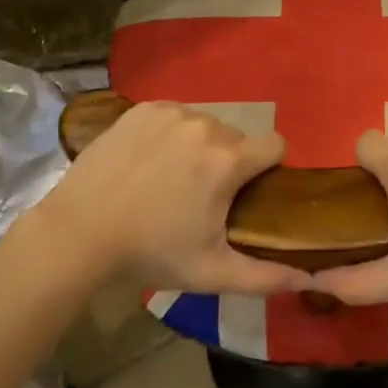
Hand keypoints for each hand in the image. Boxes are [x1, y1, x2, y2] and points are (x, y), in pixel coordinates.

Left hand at [41, 101, 307, 295]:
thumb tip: (309, 279)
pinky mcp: (144, 108)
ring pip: (205, 125)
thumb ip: (265, 276)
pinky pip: (174, 115)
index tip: (248, 192)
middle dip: (229, 162)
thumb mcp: (211, 272)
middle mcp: (206, 125)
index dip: (269, 168)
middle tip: (201, 196)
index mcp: (228, 160)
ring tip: (170, 180)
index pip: (275, 145)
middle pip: (237, 138)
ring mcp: (172, 112)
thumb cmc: (150, 253)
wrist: (78, 232)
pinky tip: (148, 162)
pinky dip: (170, 134)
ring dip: (199, 147)